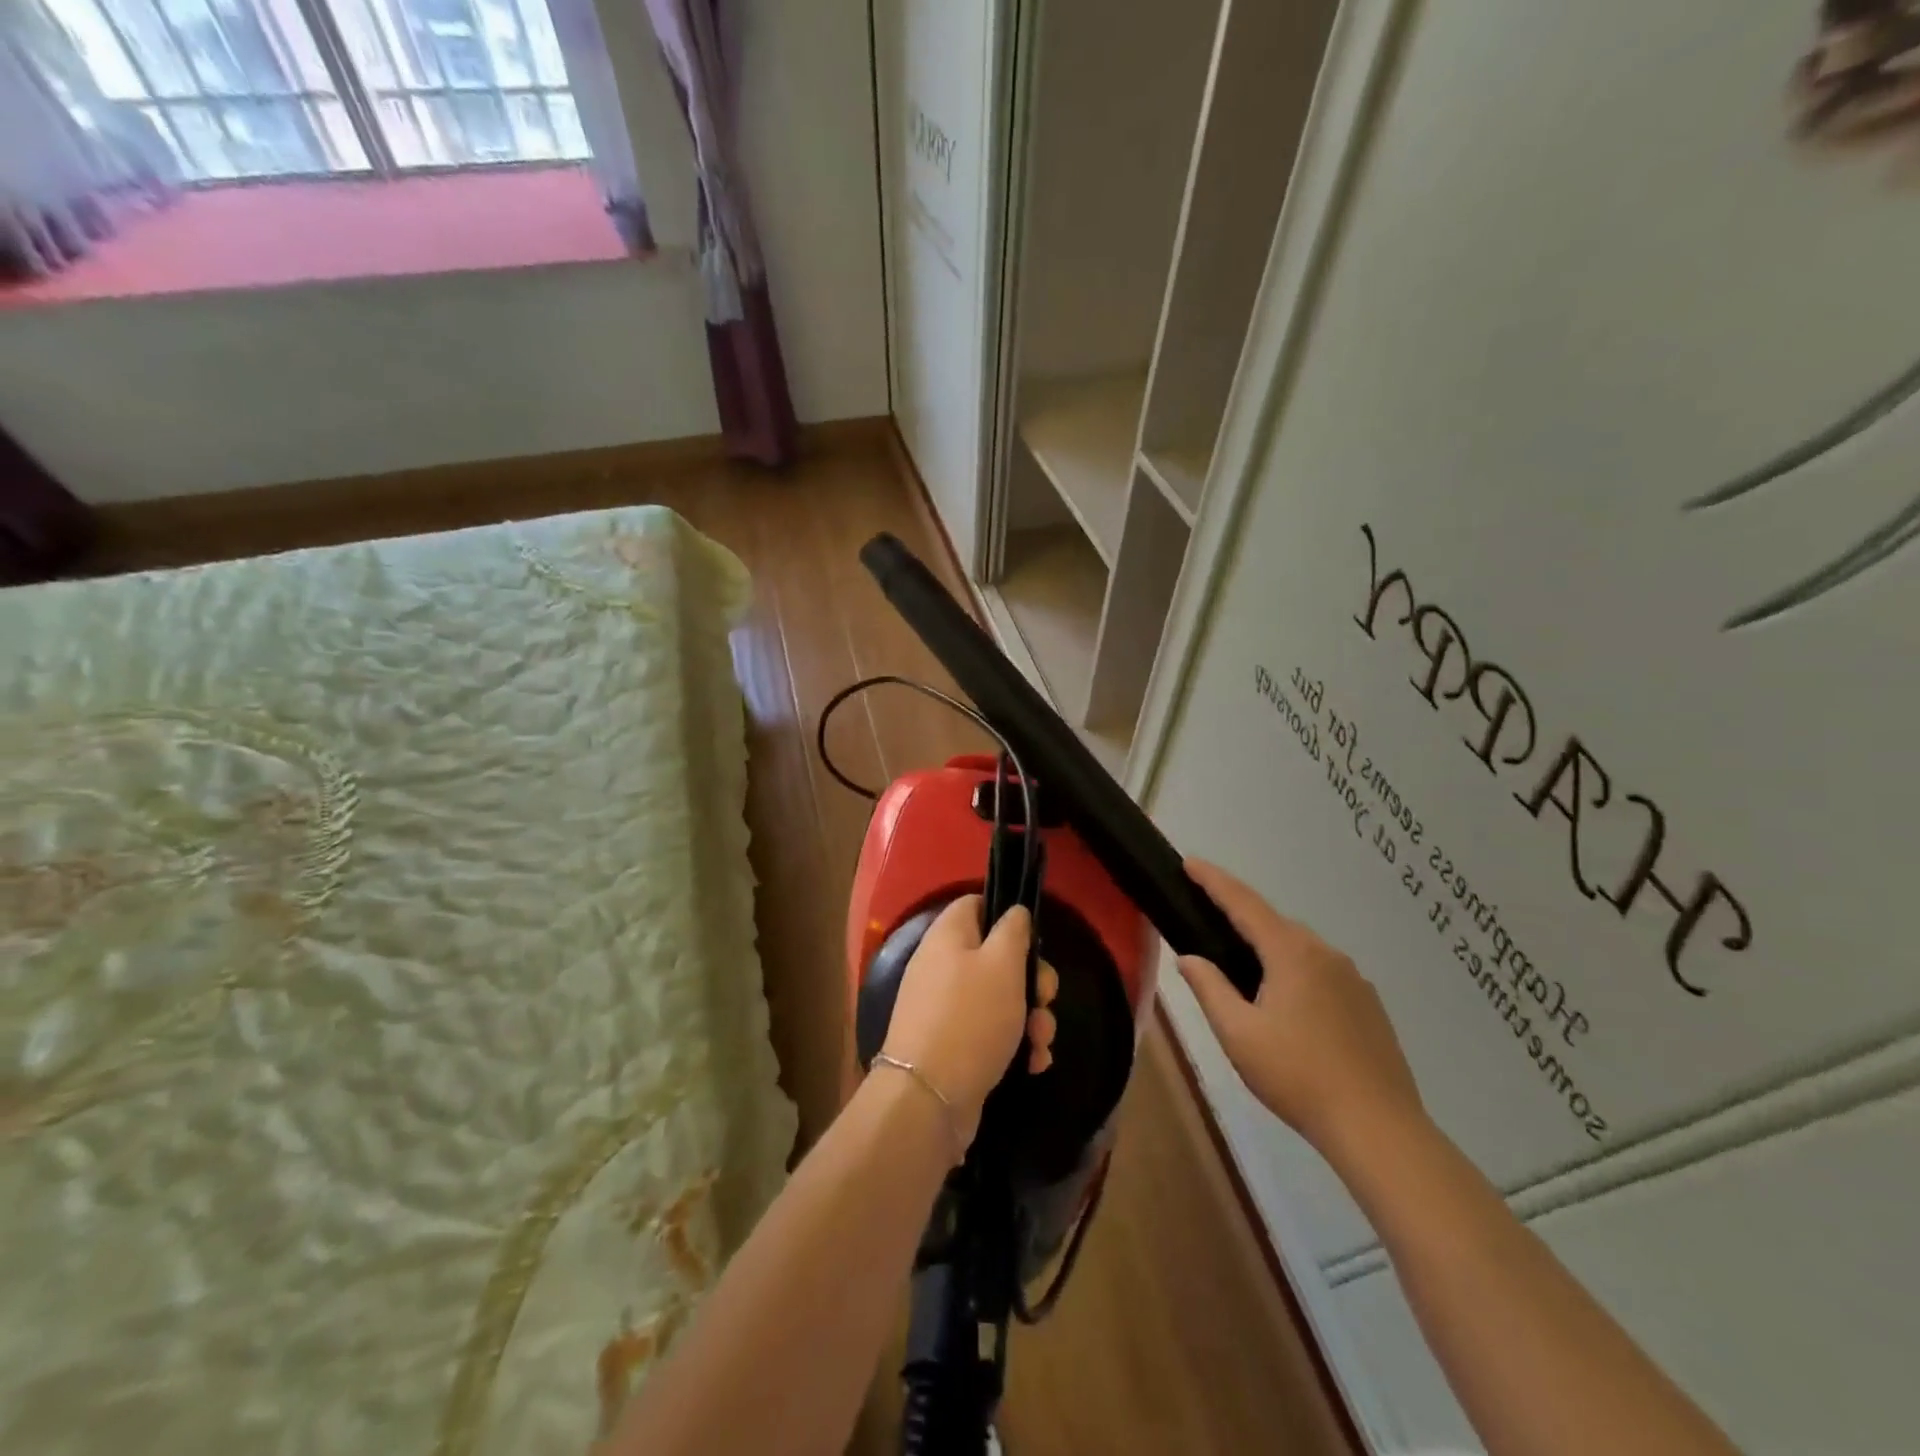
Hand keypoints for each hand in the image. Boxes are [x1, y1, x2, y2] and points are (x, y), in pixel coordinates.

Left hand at [880, 897, 1059, 1151]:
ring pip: (1000, 999)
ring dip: (1030, 1018)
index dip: (1006, 915)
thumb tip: (1014, 912)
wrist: (929, 1097)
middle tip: (1045, 998)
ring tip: (1041, 1041)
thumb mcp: (1002, 964)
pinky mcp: (953, 1044)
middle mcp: (942, 966)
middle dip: (1031, 980)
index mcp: (948, 936)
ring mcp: (945, 1008)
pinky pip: (991, 1033)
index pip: (976, 904)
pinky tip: (1032, 1063)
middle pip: (996, 957)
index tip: (1033, 939)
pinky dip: (1015, 1044)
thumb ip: (1013, 931)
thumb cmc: (971, 1018)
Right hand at [1177, 859, 1425, 1162]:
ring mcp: (1353, 978)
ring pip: (1299, 947)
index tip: (1189, 862)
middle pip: (1273, 923)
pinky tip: (1286, 1003)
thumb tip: (1190, 959)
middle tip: (1206, 918)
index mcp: (1291, 953)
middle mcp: (1325, 953)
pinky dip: (1294, 970)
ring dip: (1268, 946)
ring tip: (1242, 967)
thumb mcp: (1238, 1034)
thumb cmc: (1298, 1076)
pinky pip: (1321, 971)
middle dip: (1239, 915)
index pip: (1243, 903)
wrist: (1379, 1128)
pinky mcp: (1368, 1004)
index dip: (1214, 880)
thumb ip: (1210, 988)